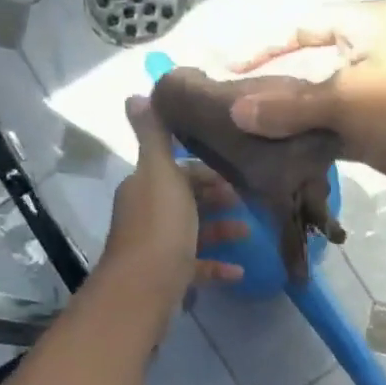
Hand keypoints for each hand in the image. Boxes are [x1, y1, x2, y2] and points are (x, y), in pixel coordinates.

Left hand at [100, 96, 247, 305]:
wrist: (143, 289)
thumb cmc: (160, 227)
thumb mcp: (160, 173)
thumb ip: (154, 136)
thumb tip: (135, 95)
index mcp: (145, 186)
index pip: (175, 168)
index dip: (203, 168)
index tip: (235, 170)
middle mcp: (147, 213)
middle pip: (185, 199)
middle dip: (216, 197)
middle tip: (248, 199)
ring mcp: (157, 248)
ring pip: (193, 233)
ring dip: (221, 230)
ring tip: (250, 231)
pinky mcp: (168, 278)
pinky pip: (196, 267)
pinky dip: (217, 266)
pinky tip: (240, 270)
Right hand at [228, 1, 385, 212]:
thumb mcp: (347, 102)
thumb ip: (291, 107)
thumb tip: (238, 110)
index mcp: (369, 25)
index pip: (305, 24)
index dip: (266, 44)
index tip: (229, 69)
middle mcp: (375, 54)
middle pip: (314, 65)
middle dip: (277, 87)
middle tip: (235, 113)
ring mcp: (384, 97)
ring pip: (327, 106)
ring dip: (296, 123)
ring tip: (251, 140)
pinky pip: (343, 134)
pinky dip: (318, 145)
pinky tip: (286, 162)